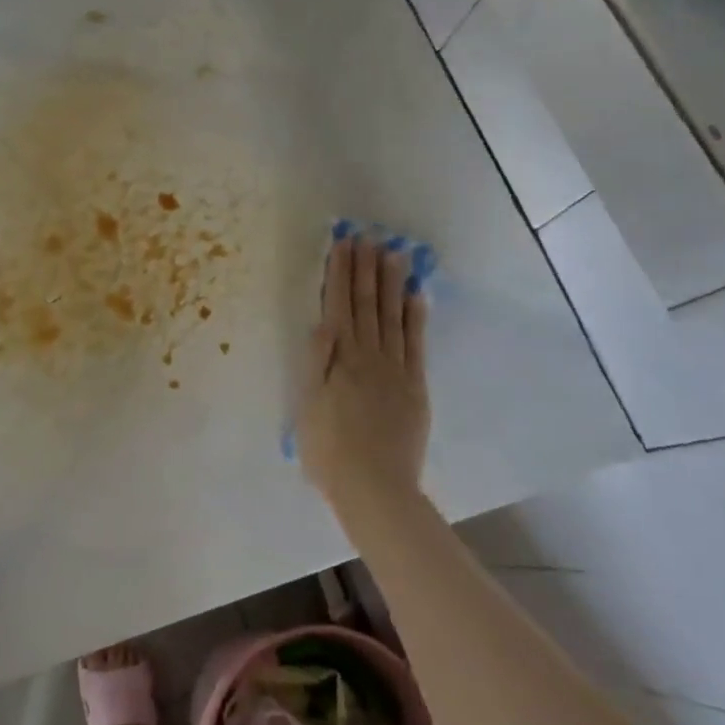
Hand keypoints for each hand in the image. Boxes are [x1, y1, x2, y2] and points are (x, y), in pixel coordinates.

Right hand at [296, 232, 429, 522]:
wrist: (375, 488)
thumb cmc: (329, 451)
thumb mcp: (307, 406)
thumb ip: (317, 362)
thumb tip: (323, 321)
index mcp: (340, 359)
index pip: (339, 305)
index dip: (340, 273)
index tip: (343, 244)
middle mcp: (369, 355)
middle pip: (367, 304)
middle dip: (365, 268)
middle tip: (367, 236)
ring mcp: (396, 369)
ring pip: (393, 316)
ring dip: (392, 283)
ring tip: (394, 253)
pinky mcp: (415, 386)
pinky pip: (416, 344)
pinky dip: (416, 317)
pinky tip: (417, 296)